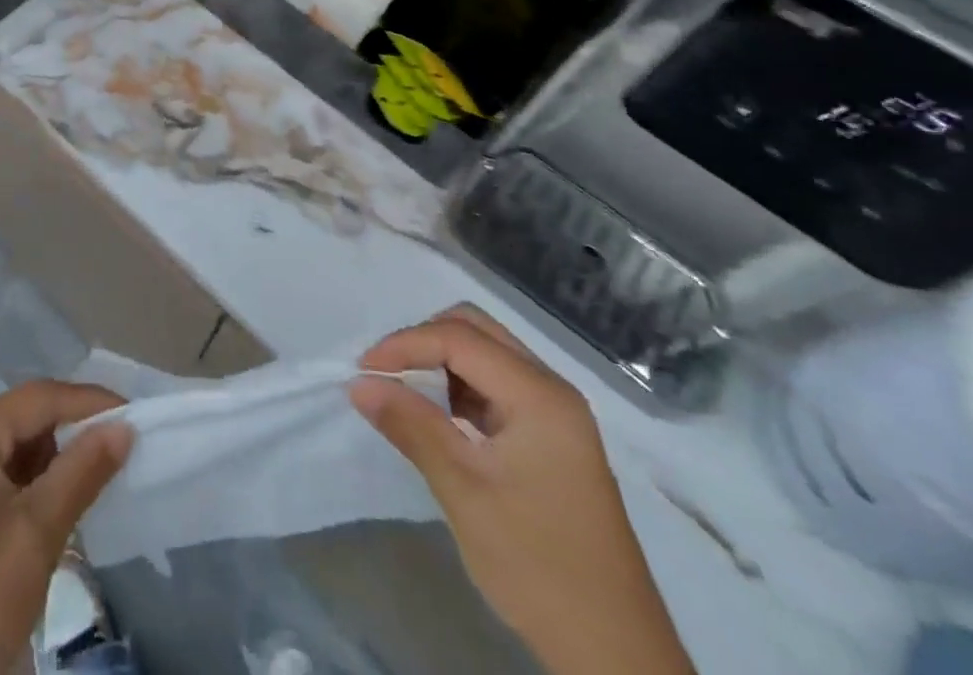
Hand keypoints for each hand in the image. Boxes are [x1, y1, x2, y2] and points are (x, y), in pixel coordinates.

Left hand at [0, 380, 133, 674]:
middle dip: (72, 432)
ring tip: (91, 485)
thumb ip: (83, 470)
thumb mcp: (38, 533)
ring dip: (54, 461)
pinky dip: (32, 483)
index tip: (135, 415)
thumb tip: (124, 426)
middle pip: (26, 418)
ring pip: (15, 447)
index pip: (39, 397)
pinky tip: (55, 509)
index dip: (89, 402)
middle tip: (118, 452)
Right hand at [350, 306, 692, 674]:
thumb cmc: (537, 565)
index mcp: (539, 395)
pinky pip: (496, 384)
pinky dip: (459, 387)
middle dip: (423, 341)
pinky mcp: (551, 437)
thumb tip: (359, 383)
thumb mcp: (464, 492)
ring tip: (405, 395)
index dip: (405, 344)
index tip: (363, 370)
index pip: (459, 338)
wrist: (613, 652)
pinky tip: (439, 418)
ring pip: (485, 353)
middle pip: (476, 330)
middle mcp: (551, 389)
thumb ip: (412, 426)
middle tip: (385, 373)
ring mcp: (555, 413)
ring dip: (440, 362)